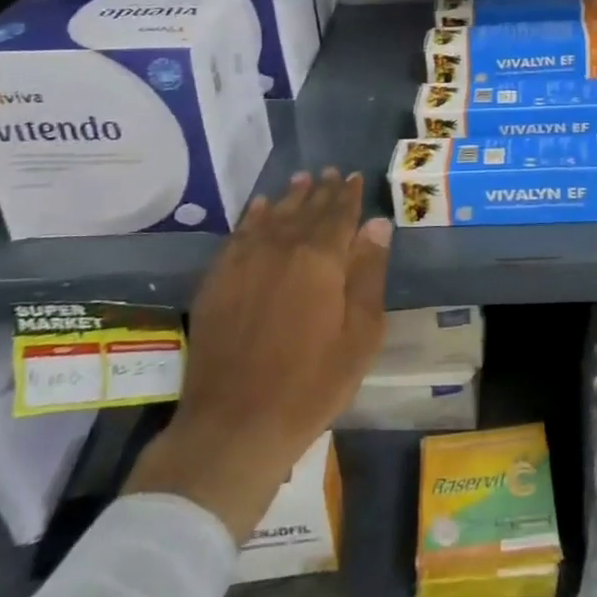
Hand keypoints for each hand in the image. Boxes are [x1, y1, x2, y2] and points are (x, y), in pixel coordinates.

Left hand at [123, 169, 390, 538]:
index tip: (353, 176)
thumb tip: (378, 224)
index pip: (340, 214)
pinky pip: (240, 234)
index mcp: (322, 259)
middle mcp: (282, 248)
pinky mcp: (218, 279)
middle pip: (306, 209)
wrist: (237, 424)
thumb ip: (369, 273)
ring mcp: (245, 261)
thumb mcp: (361, 334)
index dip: (348, 194)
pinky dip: (254, 216)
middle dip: (321, 190)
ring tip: (302, 180)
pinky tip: (261, 207)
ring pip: (273, 216)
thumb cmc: (313, 383)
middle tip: (330, 172)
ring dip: (290, 196)